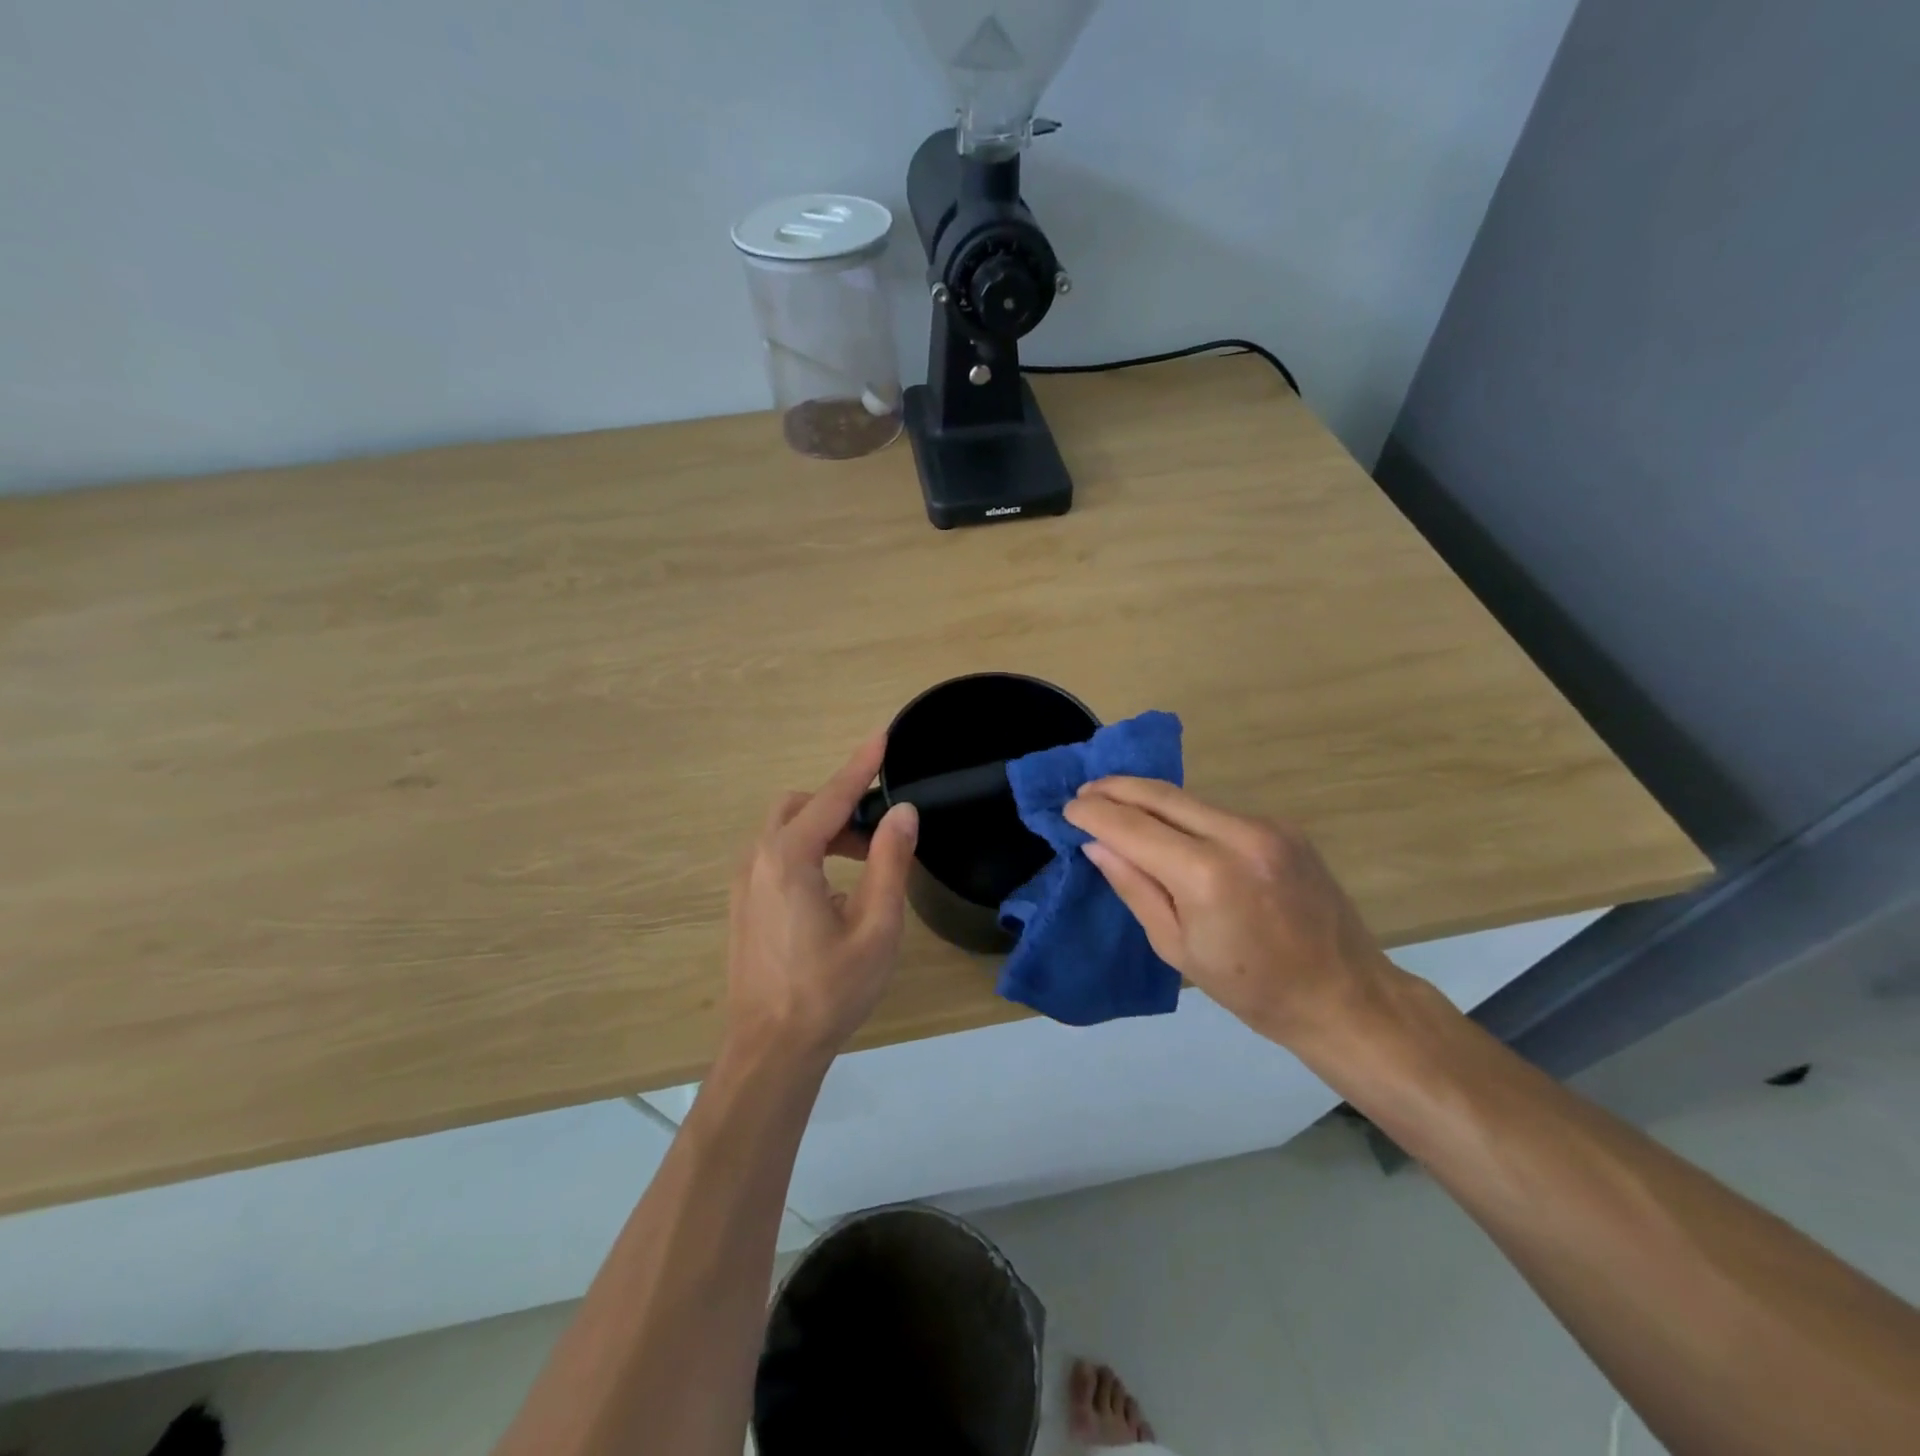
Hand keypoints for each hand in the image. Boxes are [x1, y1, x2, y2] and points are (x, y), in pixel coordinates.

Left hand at [724, 734, 918, 1067]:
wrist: (770, 1051)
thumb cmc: (829, 991)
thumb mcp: (876, 926)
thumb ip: (889, 862)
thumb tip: (903, 813)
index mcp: (789, 860)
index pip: (831, 798)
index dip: (860, 766)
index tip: (882, 738)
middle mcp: (757, 861)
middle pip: (798, 807)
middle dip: (838, 804)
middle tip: (878, 829)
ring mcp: (743, 884)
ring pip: (783, 832)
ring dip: (823, 831)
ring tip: (863, 861)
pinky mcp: (742, 906)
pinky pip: (774, 858)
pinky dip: (806, 853)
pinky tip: (833, 893)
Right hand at [1063, 777, 1403, 1049]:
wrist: (1344, 994)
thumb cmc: (1251, 988)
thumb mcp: (1176, 947)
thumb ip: (1135, 887)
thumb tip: (1097, 845)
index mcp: (1206, 875)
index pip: (1133, 827)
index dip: (1095, 814)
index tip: (1068, 809)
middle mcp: (1237, 835)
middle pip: (1161, 795)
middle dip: (1116, 789)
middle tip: (1084, 792)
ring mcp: (1266, 826)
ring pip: (1189, 799)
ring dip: (1148, 798)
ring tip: (1116, 805)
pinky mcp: (1283, 827)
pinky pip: (1217, 811)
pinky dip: (1183, 813)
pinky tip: (1167, 826)